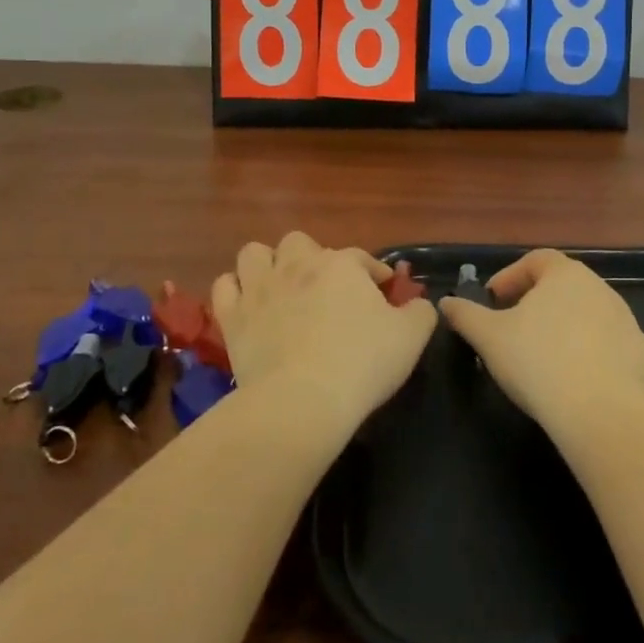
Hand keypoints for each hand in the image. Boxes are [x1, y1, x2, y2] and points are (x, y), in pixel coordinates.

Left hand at [212, 232, 437, 436]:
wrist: (302, 400)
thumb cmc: (362, 363)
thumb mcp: (411, 338)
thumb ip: (420, 313)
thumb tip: (418, 303)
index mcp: (341, 265)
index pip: (361, 258)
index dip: (374, 273)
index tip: (383, 293)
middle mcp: (297, 265)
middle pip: (299, 242)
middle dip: (312, 258)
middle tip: (324, 289)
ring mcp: (259, 288)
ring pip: (254, 253)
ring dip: (267, 265)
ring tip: (279, 289)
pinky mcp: (232, 316)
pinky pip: (224, 287)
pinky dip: (235, 291)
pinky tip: (247, 306)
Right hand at [438, 249, 643, 434]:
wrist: (601, 413)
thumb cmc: (538, 361)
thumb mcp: (488, 337)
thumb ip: (465, 315)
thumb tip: (446, 303)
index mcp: (566, 275)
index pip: (536, 260)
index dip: (511, 276)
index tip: (493, 301)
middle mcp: (601, 289)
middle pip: (563, 287)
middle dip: (536, 303)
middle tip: (513, 330)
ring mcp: (627, 323)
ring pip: (588, 316)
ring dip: (565, 329)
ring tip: (543, 359)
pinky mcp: (642, 356)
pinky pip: (609, 347)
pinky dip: (591, 356)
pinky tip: (574, 383)